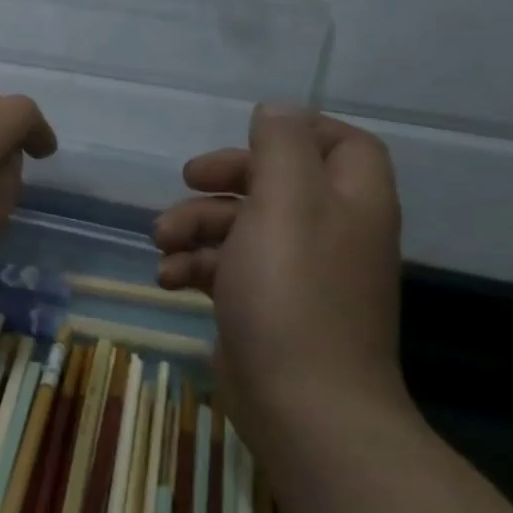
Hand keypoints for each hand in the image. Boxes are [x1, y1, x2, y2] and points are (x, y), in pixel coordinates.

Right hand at [151, 104, 406, 441]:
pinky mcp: (264, 307)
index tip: (246, 137)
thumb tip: (276, 109)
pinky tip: (168, 279)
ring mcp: (297, 275)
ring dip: (195, 225)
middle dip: (225, 178)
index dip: (298, 131)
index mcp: (350, 202)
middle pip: (278, 183)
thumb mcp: (285, 201)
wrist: (302, 404)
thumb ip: (281, 146)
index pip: (344, 144)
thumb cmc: (292, 291)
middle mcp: (330, 233)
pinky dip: (194, 267)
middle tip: (186, 179)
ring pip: (242, 227)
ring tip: (161, 241)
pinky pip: (227, 269)